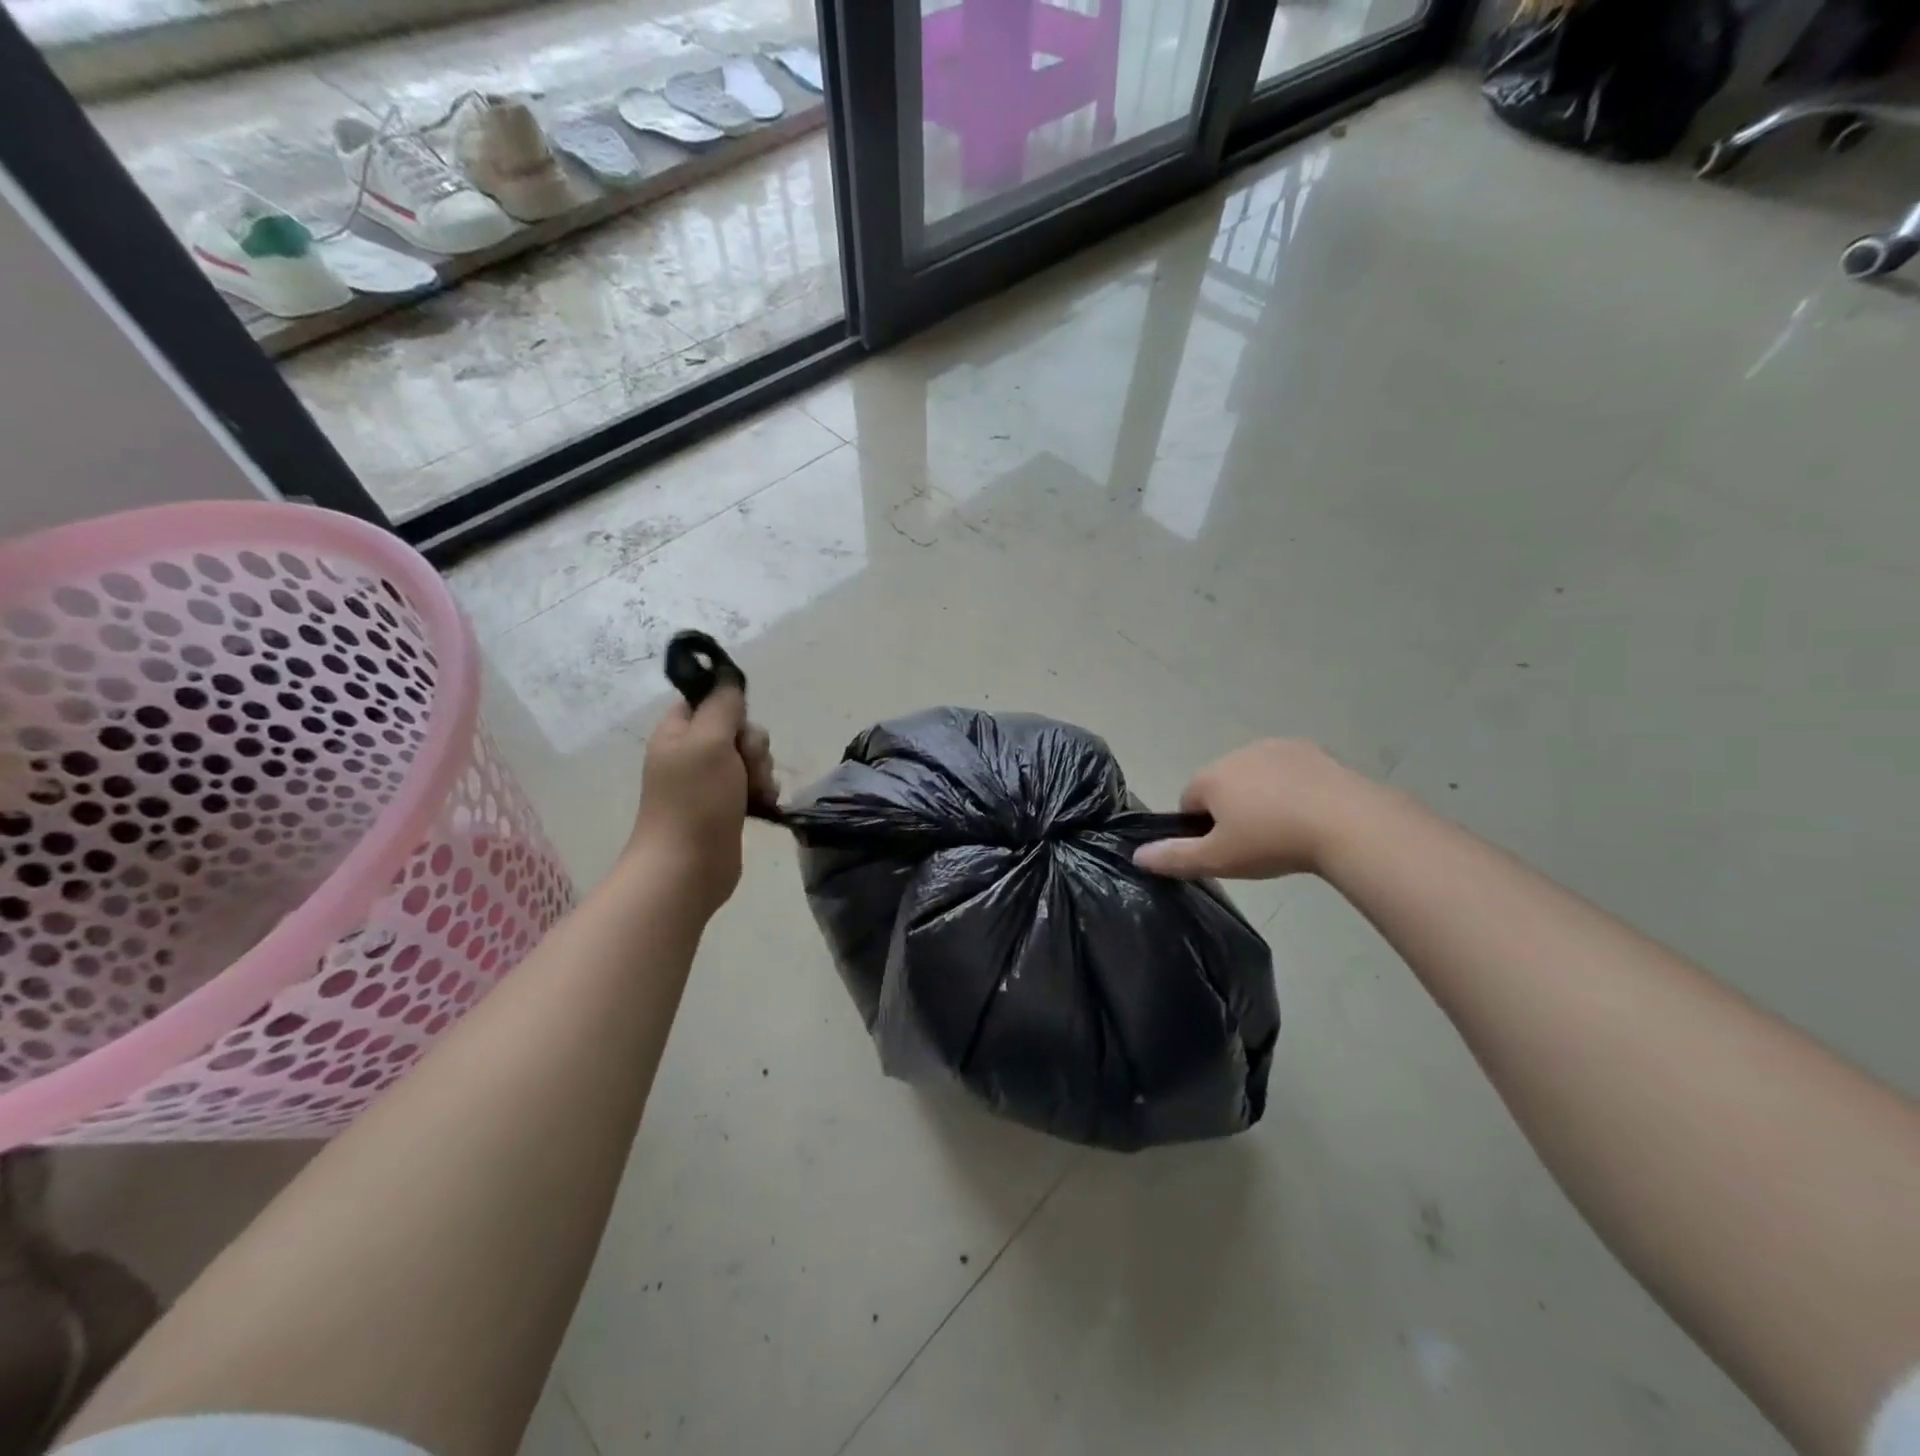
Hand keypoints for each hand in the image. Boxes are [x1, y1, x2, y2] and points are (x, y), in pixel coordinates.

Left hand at [627, 685, 778, 914]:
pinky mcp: (727, 805)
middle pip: (737, 728)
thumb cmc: (695, 801)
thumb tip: (728, 678)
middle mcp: (691, 752)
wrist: (688, 867)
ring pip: (750, 757)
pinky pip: (754, 783)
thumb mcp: (708, 741)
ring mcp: (709, 781)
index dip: (729, 706)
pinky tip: (763, 803)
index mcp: (677, 732)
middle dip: (752, 745)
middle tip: (743, 766)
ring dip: (761, 770)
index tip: (738, 724)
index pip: (707, 700)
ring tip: (755, 792)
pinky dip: (763, 790)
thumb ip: (722, 706)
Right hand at [1133, 739, 1365, 879]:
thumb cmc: (1273, 842)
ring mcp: (1276, 748)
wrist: (1348, 824)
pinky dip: (1292, 787)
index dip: (1200, 829)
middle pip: (1221, 785)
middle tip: (1255, 844)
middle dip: (1231, 810)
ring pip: (1255, 776)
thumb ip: (1175, 857)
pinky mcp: (1312, 750)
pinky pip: (1289, 771)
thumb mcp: (1219, 859)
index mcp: (1211, 777)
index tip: (1225, 850)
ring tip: (1287, 830)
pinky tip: (1311, 813)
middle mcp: (1237, 753)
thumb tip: (1137, 855)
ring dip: (1261, 796)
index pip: (1188, 801)